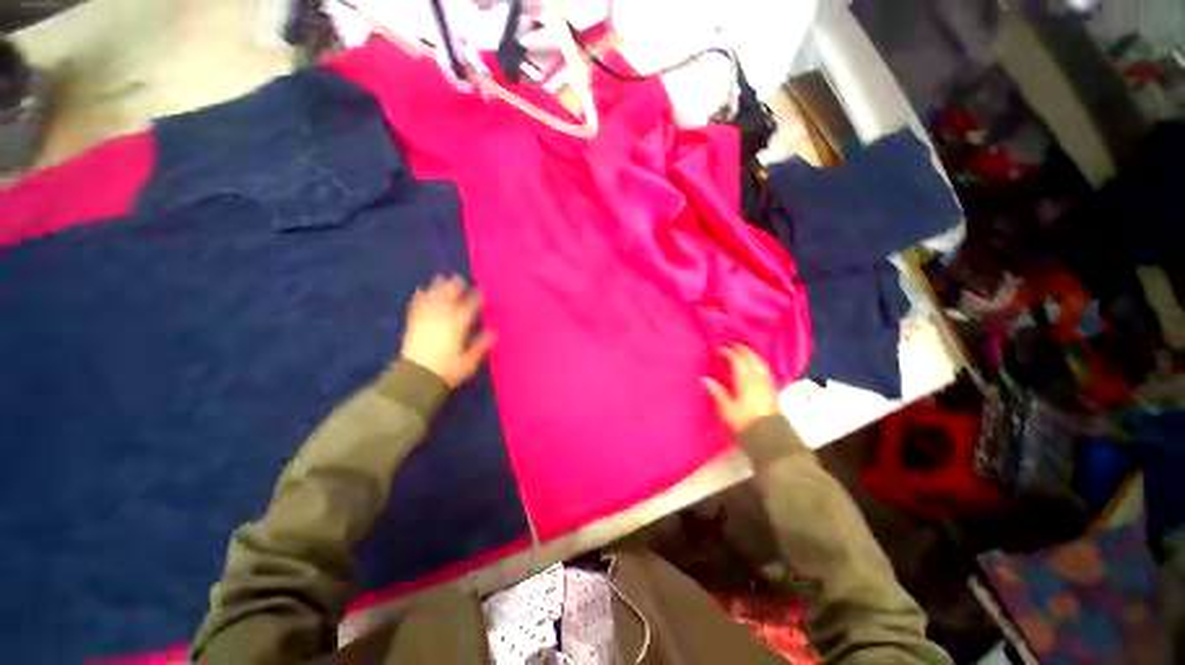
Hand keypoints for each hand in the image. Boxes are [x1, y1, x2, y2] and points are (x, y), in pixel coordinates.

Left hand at [401, 275, 494, 386]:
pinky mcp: (413, 325)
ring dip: (437, 288)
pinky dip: (419, 298)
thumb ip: (481, 345)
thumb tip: (495, 332)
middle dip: (455, 288)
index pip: (469, 308)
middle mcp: (441, 319)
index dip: (476, 299)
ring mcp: (425, 321)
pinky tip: (420, 291)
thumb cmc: (447, 371)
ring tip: (442, 278)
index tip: (483, 293)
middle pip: (448, 299)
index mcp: (457, 327)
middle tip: (460, 279)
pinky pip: (416, 307)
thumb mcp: (469, 361)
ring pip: (432, 300)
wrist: (416, 378)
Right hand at [703, 345, 779, 434]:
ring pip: (760, 362)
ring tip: (744, 352)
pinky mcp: (772, 390)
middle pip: (751, 358)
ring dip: (752, 355)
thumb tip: (705, 379)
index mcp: (745, 380)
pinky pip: (765, 370)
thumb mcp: (726, 408)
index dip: (728, 352)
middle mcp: (757, 378)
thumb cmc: (744, 421)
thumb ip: (717, 392)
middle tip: (732, 345)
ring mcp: (766, 383)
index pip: (737, 360)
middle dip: (741, 349)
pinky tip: (756, 366)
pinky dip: (759, 363)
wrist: (769, 436)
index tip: (718, 349)